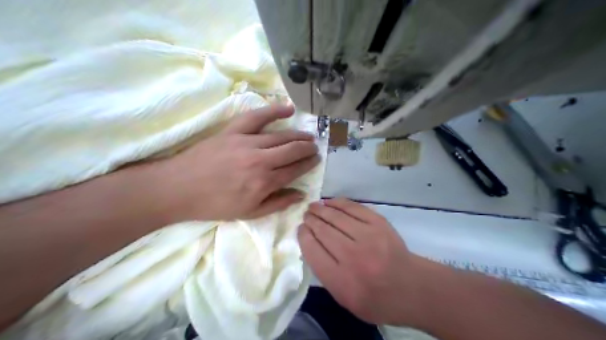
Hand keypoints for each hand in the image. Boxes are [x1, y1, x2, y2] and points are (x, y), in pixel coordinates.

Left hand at [149, 107, 318, 220]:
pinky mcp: (233, 131)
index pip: (295, 169)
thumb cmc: (215, 204)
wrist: (178, 188)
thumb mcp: (249, 213)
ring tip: (308, 136)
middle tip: (315, 147)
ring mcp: (247, 142)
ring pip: (280, 135)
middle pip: (292, 150)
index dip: (308, 164)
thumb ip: (277, 203)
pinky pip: (257, 117)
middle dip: (307, 148)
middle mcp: (260, 160)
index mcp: (264, 182)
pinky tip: (289, 109)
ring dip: (298, 135)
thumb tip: (300, 194)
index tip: (316, 159)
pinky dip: (274, 111)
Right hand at [297, 198, 422, 325]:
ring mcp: (368, 237)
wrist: (411, 287)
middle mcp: (353, 256)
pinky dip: (339, 203)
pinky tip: (330, 202)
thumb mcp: (344, 299)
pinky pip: (354, 208)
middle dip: (311, 220)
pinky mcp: (379, 224)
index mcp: (341, 280)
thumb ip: (325, 274)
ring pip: (336, 217)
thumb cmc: (376, 299)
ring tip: (313, 207)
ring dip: (321, 209)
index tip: (300, 229)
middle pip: (323, 231)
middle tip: (306, 215)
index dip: (303, 236)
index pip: (313, 250)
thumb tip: (311, 243)